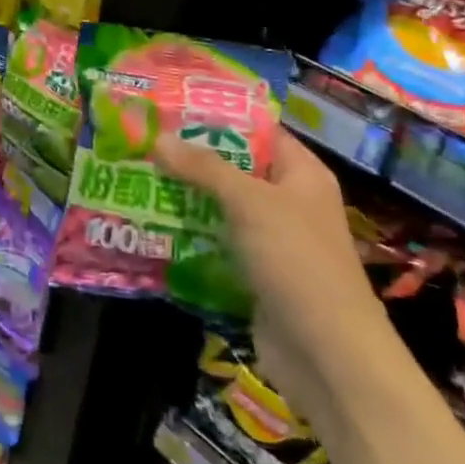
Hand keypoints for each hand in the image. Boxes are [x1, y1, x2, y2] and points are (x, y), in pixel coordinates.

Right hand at [152, 127, 388, 408]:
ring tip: (137, 176)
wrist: (327, 356)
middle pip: (235, 168)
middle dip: (191, 157)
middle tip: (144, 141)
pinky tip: (151, 223)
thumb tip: (159, 138)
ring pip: (222, 207)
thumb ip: (204, 168)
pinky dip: (190, 234)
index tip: (172, 107)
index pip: (259, 131)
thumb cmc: (296, 261)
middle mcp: (289, 201)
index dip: (219, 117)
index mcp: (302, 174)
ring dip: (185, 196)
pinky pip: (217, 242)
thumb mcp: (249, 203)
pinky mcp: (255, 273)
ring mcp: (273, 240)